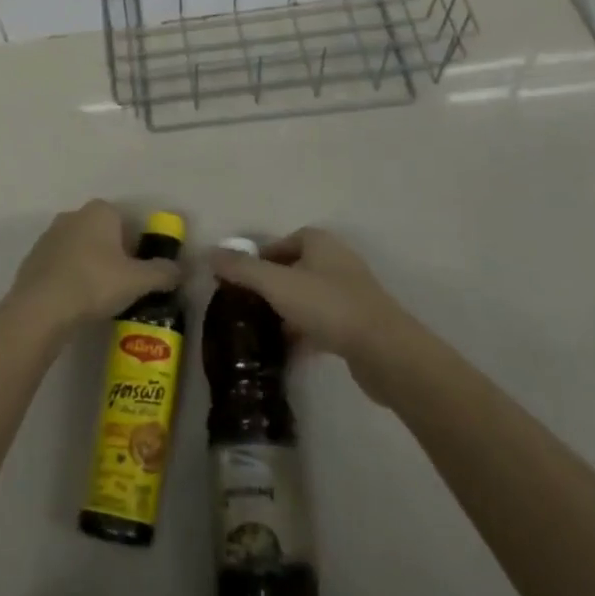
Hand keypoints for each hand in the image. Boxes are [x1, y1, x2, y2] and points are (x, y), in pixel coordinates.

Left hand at [8, 200, 181, 334]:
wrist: (41, 308)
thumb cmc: (95, 283)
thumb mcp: (138, 281)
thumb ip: (163, 273)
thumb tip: (181, 270)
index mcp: (100, 211)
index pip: (127, 223)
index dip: (136, 248)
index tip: (138, 274)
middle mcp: (73, 214)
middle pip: (103, 234)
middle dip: (113, 256)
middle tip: (121, 287)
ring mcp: (49, 235)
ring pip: (80, 249)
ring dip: (90, 267)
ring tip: (97, 299)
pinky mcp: (33, 258)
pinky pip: (60, 265)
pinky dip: (70, 278)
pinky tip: (74, 302)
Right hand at [208, 228, 413, 395]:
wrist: (384, 351)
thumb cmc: (328, 306)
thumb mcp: (276, 285)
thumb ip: (242, 269)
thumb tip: (209, 253)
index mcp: (320, 243)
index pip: (282, 242)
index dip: (259, 259)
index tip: (239, 281)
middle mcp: (336, 261)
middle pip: (294, 269)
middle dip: (270, 287)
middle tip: (246, 307)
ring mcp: (350, 293)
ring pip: (307, 298)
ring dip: (286, 312)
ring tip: (261, 332)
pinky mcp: (358, 324)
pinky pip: (322, 323)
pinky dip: (304, 333)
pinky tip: (287, 353)